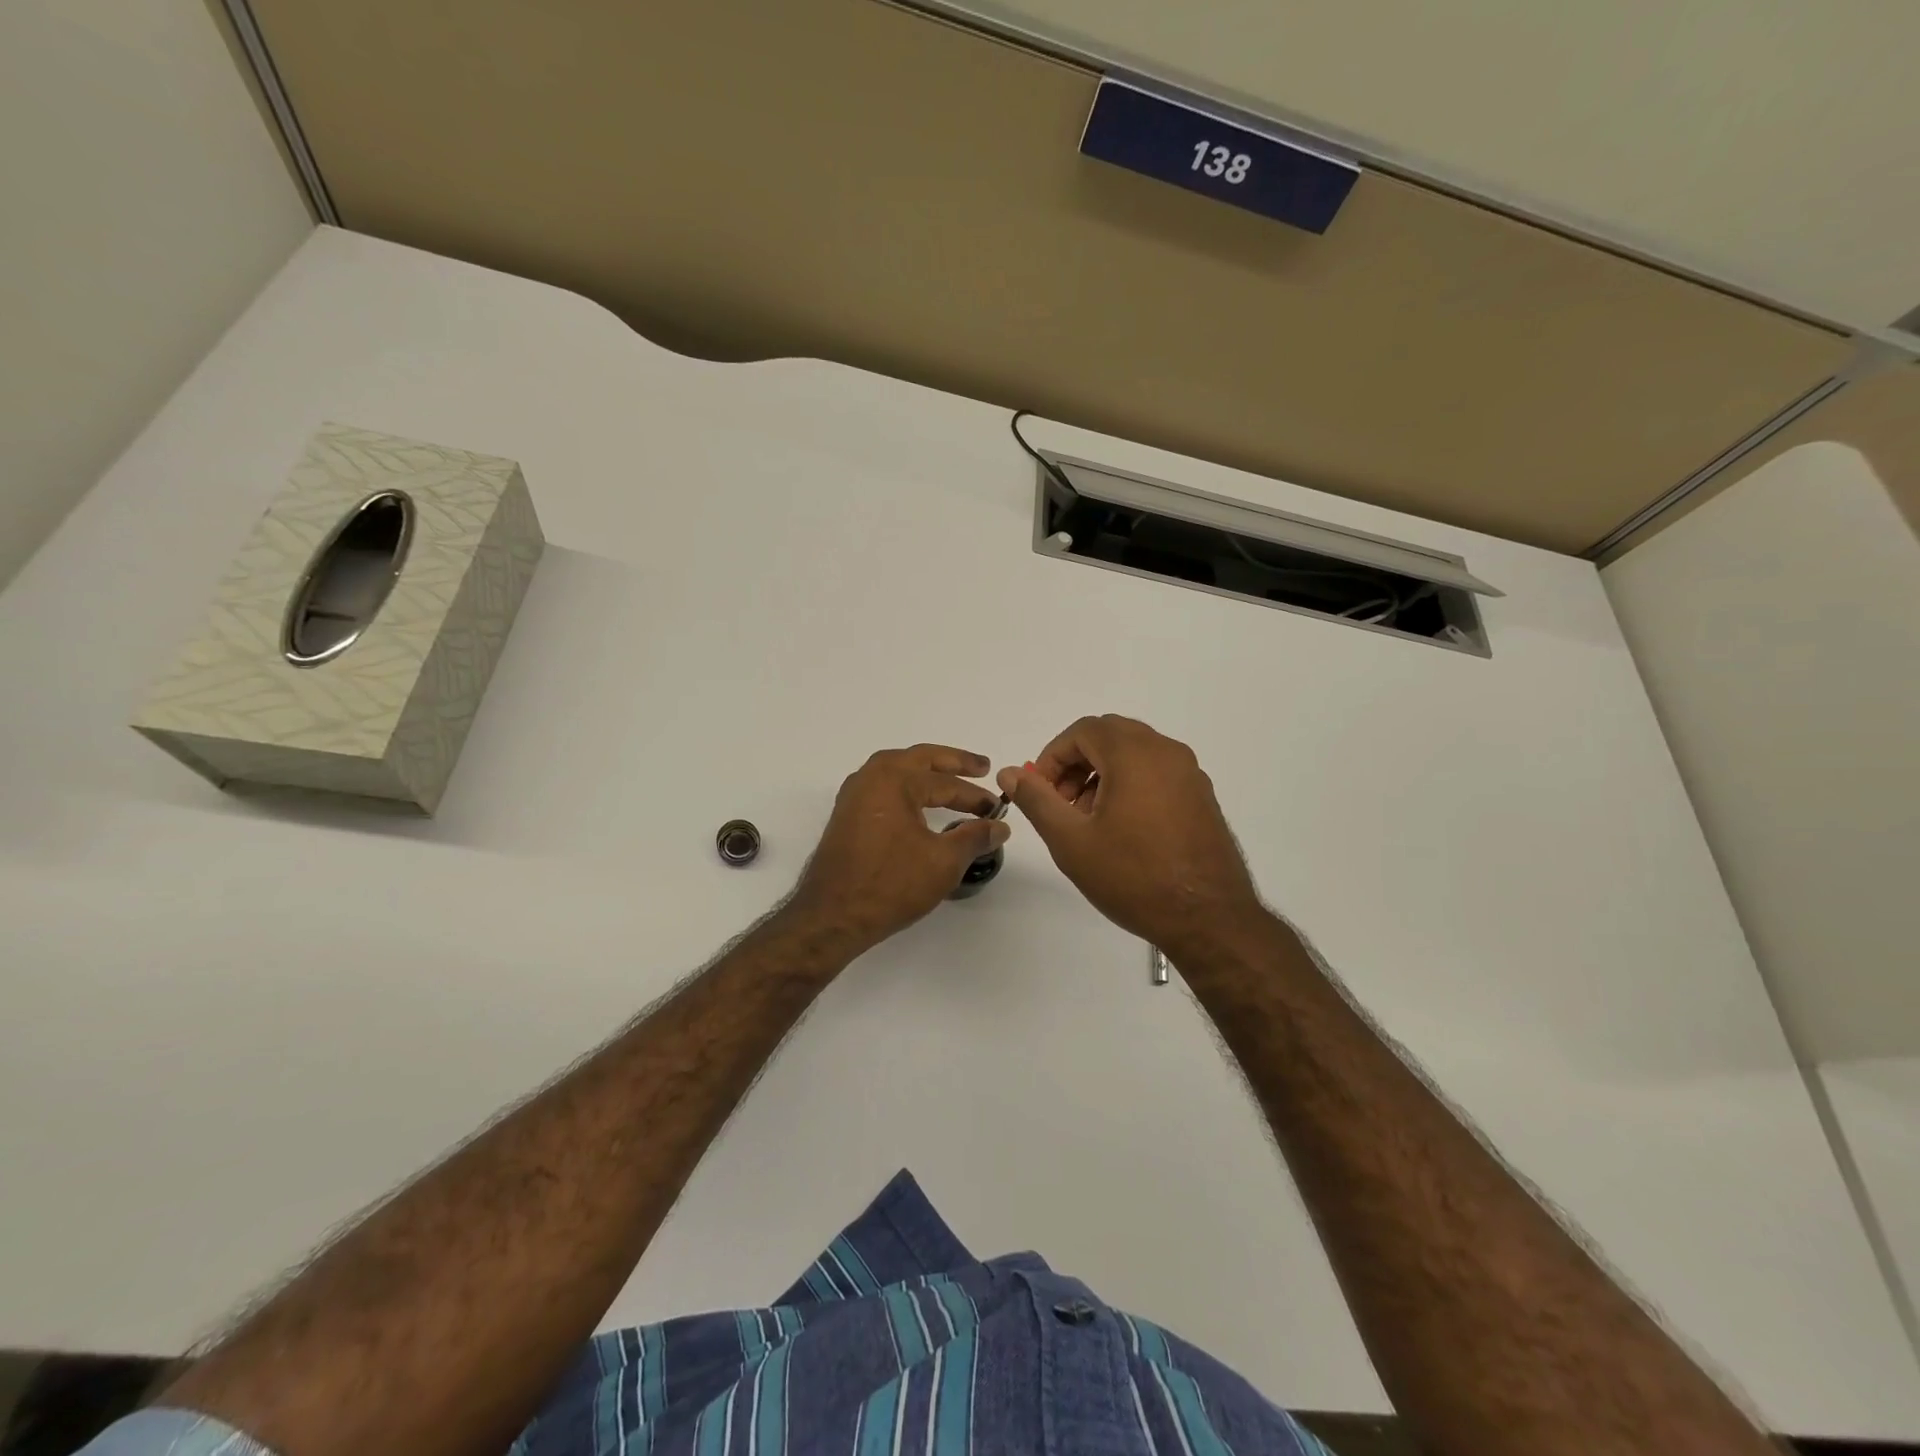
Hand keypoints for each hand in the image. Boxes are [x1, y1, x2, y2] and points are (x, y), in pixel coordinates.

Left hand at [785, 744, 1010, 955]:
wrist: (832, 916)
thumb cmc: (890, 885)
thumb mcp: (943, 862)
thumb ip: (974, 838)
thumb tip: (1000, 826)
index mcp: (895, 780)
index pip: (946, 783)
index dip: (976, 796)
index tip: (998, 808)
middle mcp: (871, 778)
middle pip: (920, 760)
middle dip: (953, 762)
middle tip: (982, 767)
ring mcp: (854, 795)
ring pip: (898, 770)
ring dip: (927, 771)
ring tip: (951, 778)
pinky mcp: (846, 815)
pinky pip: (883, 787)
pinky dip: (906, 786)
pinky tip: (916, 801)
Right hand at [998, 715, 1265, 958]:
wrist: (1208, 918)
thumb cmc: (1133, 876)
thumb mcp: (1071, 840)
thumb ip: (1037, 800)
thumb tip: (1010, 772)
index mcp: (1135, 754)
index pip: (1083, 731)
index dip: (1053, 756)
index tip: (1041, 791)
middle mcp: (1166, 752)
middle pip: (1110, 736)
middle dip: (1077, 763)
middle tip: (1061, 803)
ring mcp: (1190, 774)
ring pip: (1135, 753)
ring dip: (1102, 773)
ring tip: (1088, 820)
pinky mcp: (1202, 796)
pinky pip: (1157, 772)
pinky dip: (1130, 784)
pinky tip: (1122, 828)